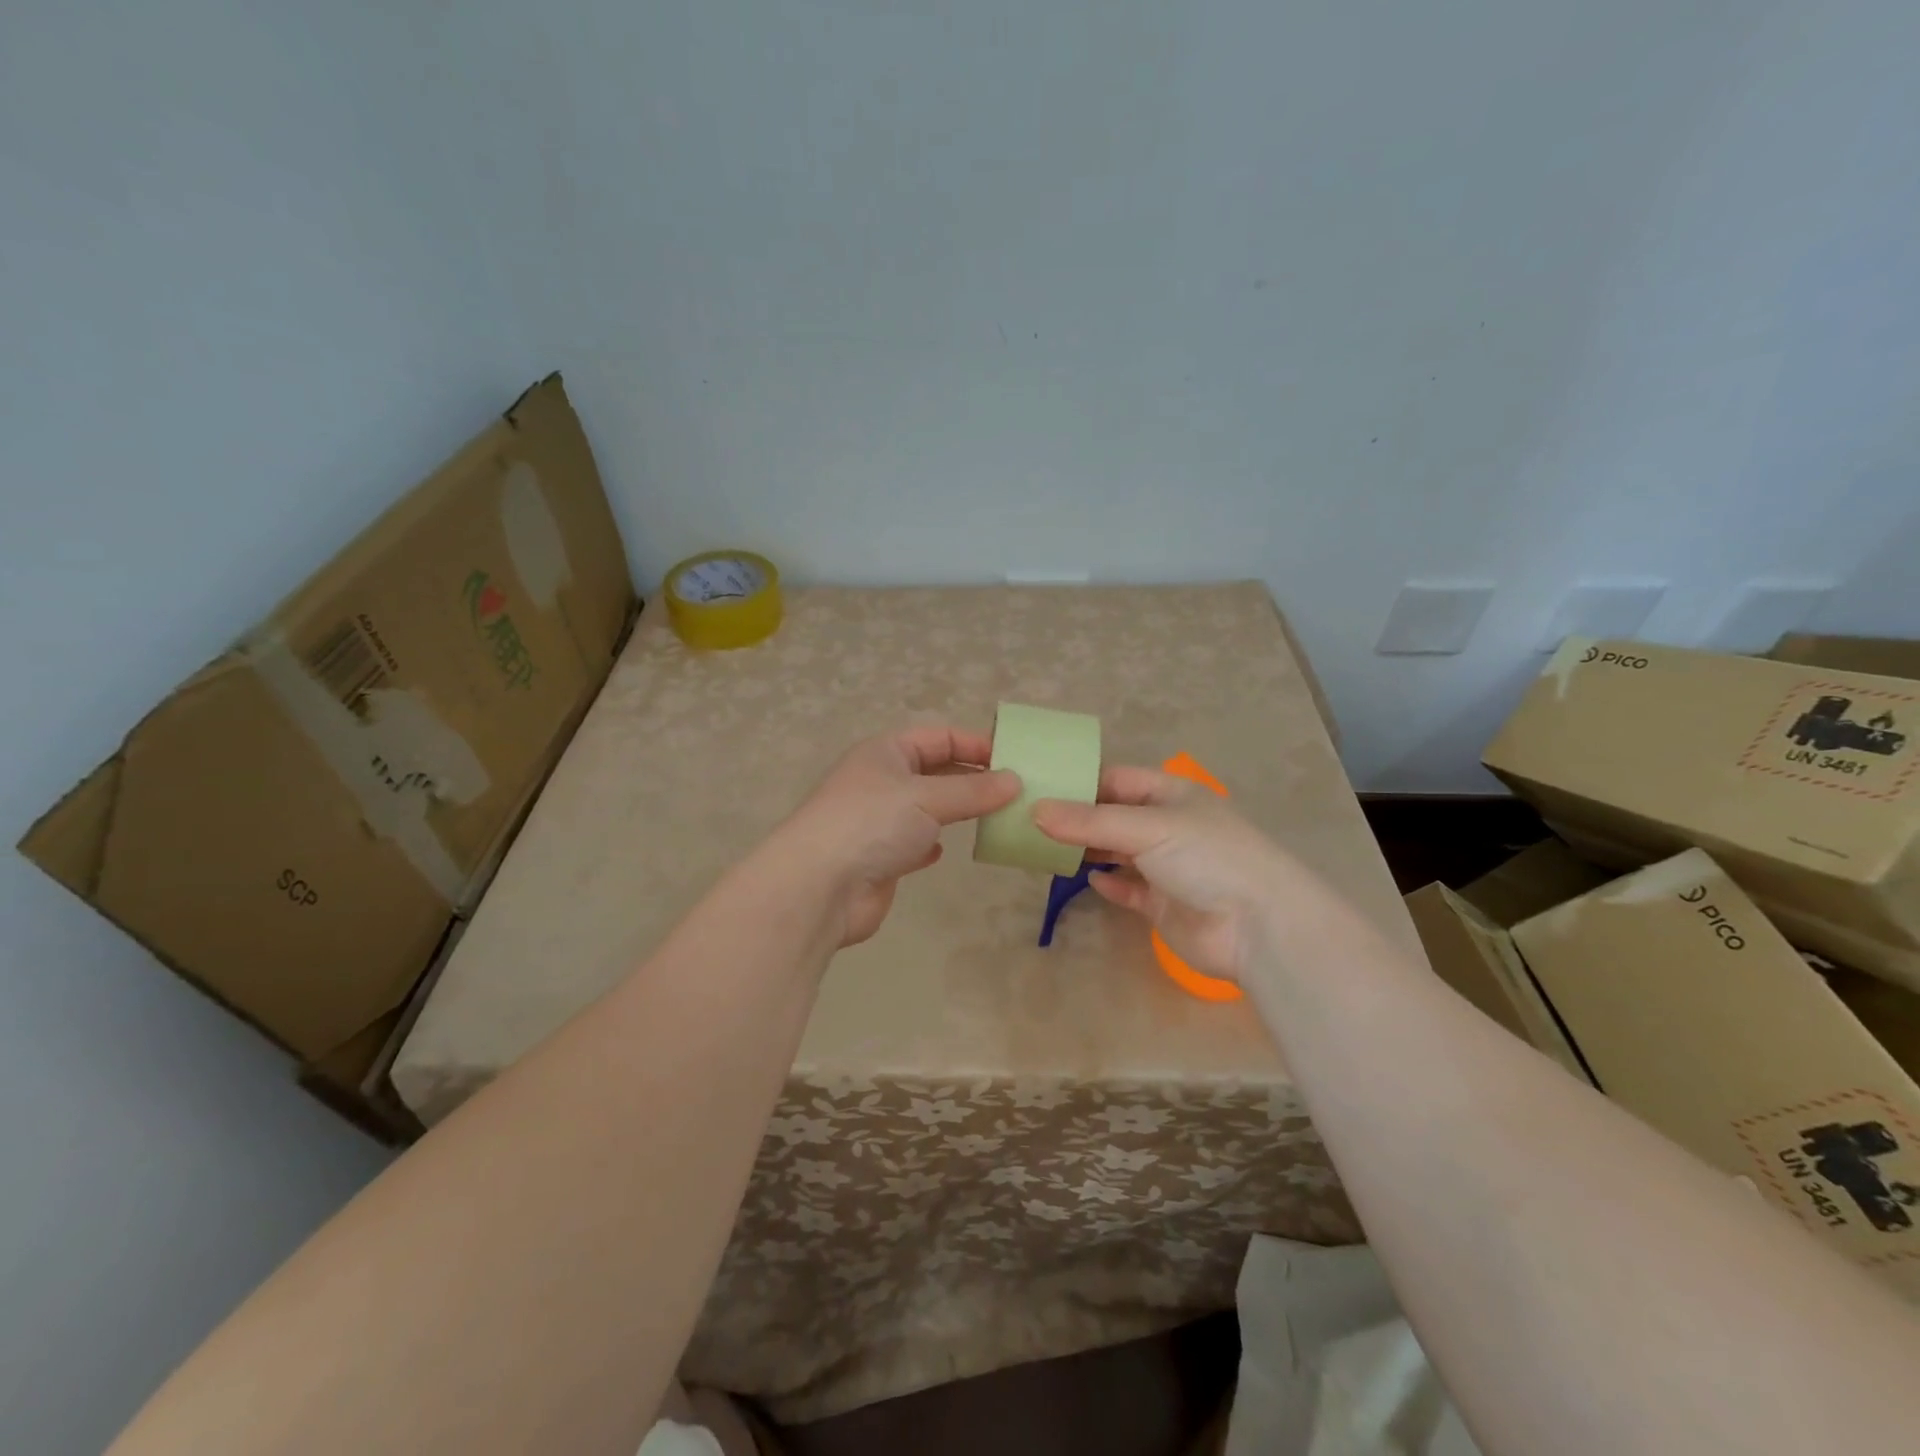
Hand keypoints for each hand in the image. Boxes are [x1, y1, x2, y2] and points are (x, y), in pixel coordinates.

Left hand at [775, 726, 1020, 946]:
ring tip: (996, 819)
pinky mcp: (879, 858)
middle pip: (935, 771)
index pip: (939, 736)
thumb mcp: (928, 798)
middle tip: (1015, 793)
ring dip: (957, 812)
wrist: (819, 887)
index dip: (975, 744)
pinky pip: (913, 843)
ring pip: (927, 809)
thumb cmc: (872, 824)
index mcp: (886, 752)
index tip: (1014, 760)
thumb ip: (974, 790)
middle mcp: (881, 781)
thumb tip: (1016, 781)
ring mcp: (878, 821)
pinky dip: (931, 844)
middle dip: (972, 779)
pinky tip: (946, 850)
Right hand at [1033, 766, 1295, 982]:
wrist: (1258, 927)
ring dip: (1087, 851)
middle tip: (1031, 821)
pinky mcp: (1164, 904)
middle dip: (1078, 819)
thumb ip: (1090, 821)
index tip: (1039, 788)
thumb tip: (1035, 811)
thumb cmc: (1207, 857)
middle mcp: (1169, 826)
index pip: (1118, 779)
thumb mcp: (1148, 827)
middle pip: (1114, 816)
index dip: (1081, 782)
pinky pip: (1128, 889)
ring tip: (1045, 849)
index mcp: (1172, 794)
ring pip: (1117, 852)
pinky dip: (1108, 883)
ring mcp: (1167, 867)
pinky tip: (1088, 880)